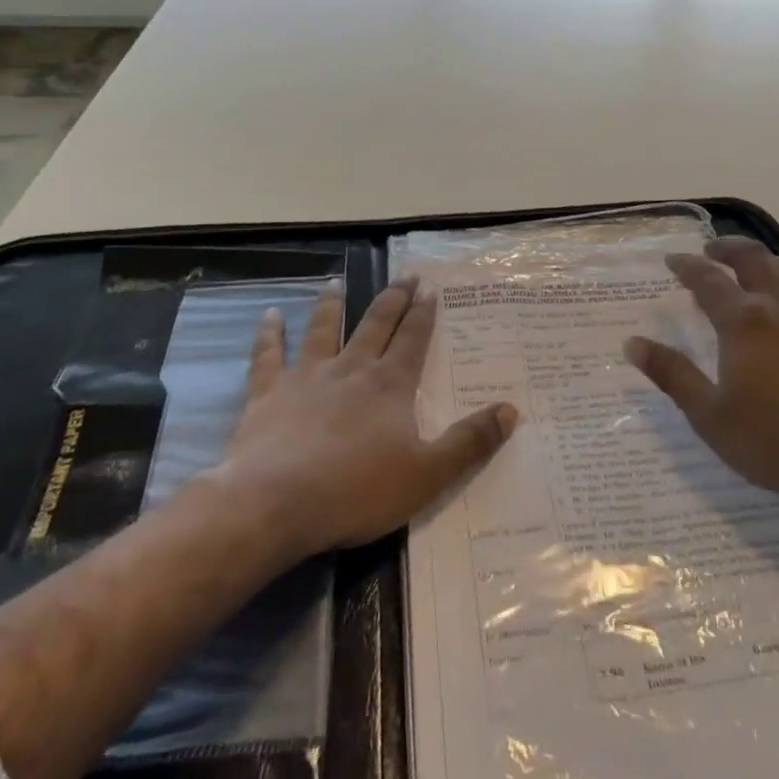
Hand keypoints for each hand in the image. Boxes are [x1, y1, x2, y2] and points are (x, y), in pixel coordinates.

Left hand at [222, 278, 515, 558]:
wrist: (277, 503)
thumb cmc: (357, 490)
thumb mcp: (428, 474)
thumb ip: (470, 442)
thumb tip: (511, 409)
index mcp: (390, 385)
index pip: (413, 339)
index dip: (423, 313)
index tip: (429, 287)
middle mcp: (351, 369)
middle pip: (375, 325)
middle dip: (393, 299)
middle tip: (404, 275)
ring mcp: (306, 378)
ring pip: (322, 330)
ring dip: (331, 305)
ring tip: (336, 282)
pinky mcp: (267, 395)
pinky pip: (268, 356)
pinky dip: (269, 334)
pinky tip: (269, 315)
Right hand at [626, 237, 778, 518]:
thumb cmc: (774, 440)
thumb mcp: (710, 415)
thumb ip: (672, 375)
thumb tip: (633, 344)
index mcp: (743, 322)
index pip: (708, 280)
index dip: (687, 267)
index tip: (672, 260)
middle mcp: (778, 308)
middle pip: (752, 259)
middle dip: (727, 249)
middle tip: (709, 251)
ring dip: (761, 260)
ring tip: (747, 266)